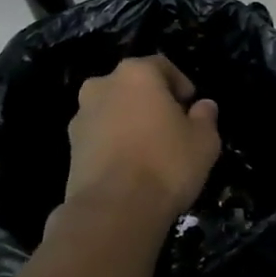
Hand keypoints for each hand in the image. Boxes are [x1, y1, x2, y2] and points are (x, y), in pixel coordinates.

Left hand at [65, 55, 220, 219]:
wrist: (114, 210)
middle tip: (171, 126)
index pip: (162, 66)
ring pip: (113, 110)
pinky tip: (130, 167)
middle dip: (152, 101)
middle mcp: (102, 85)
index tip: (191, 106)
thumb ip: (205, 117)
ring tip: (149, 150)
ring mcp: (81, 116)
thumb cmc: (166, 164)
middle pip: (133, 86)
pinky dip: (114, 143)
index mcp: (136, 73)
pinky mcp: (70, 147)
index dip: (181, 84)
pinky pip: (100, 136)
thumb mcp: (204, 141)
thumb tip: (203, 106)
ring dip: (130, 122)